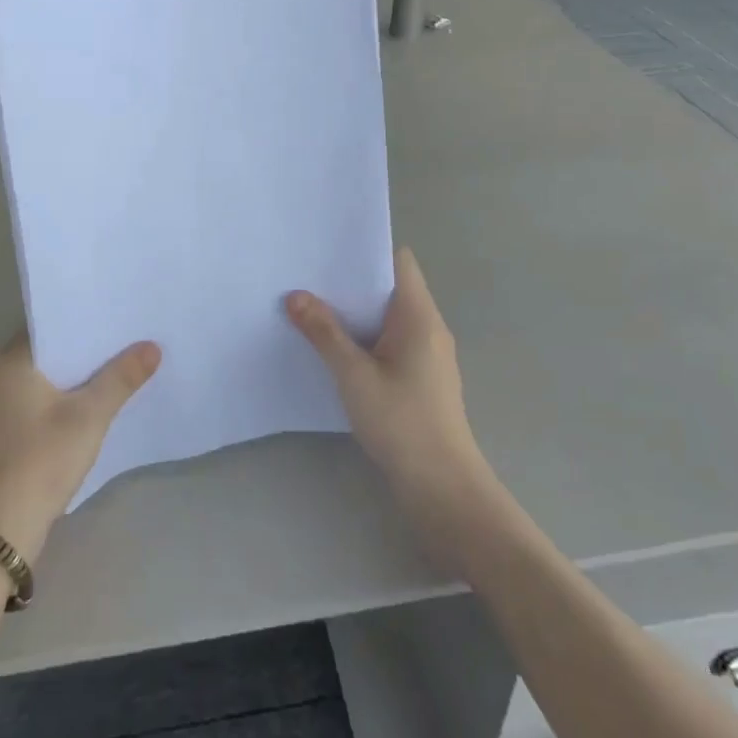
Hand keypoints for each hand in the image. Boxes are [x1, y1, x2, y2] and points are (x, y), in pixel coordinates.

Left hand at [0, 335, 161, 559]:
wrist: (2, 529)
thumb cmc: (42, 460)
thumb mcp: (90, 416)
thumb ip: (121, 378)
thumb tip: (152, 346)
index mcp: (13, 360)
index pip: (51, 321)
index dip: (84, 316)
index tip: (117, 310)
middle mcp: (0, 374)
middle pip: (51, 347)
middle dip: (87, 344)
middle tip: (128, 333)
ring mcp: (0, 403)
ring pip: (47, 373)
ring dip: (78, 370)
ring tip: (120, 360)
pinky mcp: (7, 427)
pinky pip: (41, 395)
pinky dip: (66, 392)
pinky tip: (95, 397)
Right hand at [287, 249, 494, 520]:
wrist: (443, 488)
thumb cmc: (401, 422)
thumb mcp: (354, 375)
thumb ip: (324, 332)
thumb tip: (295, 296)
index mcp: (419, 315)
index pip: (398, 261)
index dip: (366, 250)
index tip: (329, 249)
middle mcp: (428, 327)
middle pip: (390, 287)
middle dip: (352, 281)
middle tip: (309, 276)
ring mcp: (427, 354)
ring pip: (388, 317)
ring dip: (356, 312)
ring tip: (314, 307)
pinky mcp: (422, 378)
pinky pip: (390, 341)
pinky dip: (365, 337)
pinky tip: (335, 348)